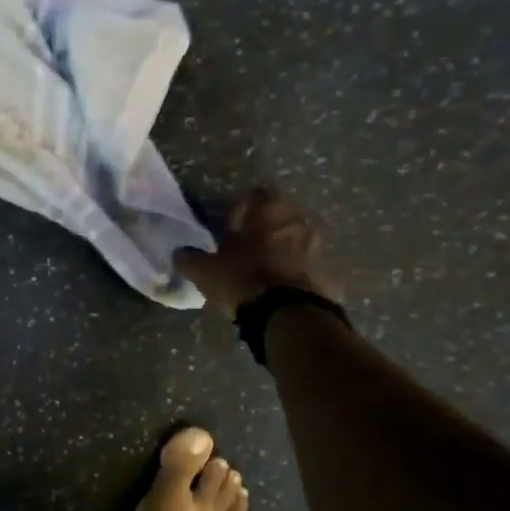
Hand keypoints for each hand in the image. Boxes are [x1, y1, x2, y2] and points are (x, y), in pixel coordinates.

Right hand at [176, 188, 342, 315]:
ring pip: (298, 242)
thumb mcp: (205, 271)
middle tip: (248, 248)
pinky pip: (309, 270)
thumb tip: (179, 253)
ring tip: (266, 272)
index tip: (232, 223)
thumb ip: (190, 258)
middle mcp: (298, 221)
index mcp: (268, 211)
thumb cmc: (243, 280)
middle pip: (281, 217)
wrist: (288, 316)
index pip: (258, 194)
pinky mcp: (329, 275)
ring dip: (284, 252)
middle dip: (266, 230)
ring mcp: (318, 248)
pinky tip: (282, 292)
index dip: (244, 207)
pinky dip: (297, 276)